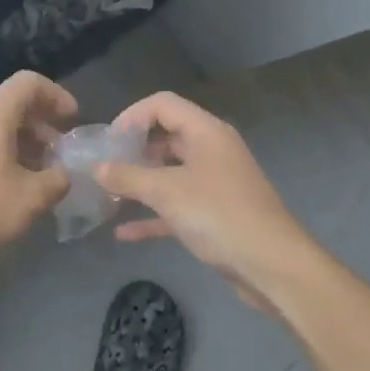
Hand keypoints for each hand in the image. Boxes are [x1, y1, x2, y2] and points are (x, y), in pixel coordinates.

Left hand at [0, 71, 78, 281]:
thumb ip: (57, 180)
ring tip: (42, 174)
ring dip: (24, 143)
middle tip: (61, 153)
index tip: (72, 122)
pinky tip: (14, 187)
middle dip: (42, 125)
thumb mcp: (31, 198)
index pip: (28, 83)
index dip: (56, 96)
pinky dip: (3, 155)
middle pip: (12, 104)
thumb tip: (63, 175)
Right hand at [95, 92, 320, 316]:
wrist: (273, 266)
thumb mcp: (166, 192)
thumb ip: (127, 176)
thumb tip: (96, 167)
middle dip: (133, 150)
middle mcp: (212, 151)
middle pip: (166, 137)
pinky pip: (177, 206)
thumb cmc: (219, 216)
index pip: (163, 104)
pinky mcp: (215, 215)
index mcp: (206, 132)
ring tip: (108, 195)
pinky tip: (124, 233)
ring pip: (170, 173)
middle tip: (103, 168)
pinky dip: (153, 215)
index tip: (108, 141)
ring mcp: (215, 183)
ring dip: (140, 182)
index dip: (132, 116)